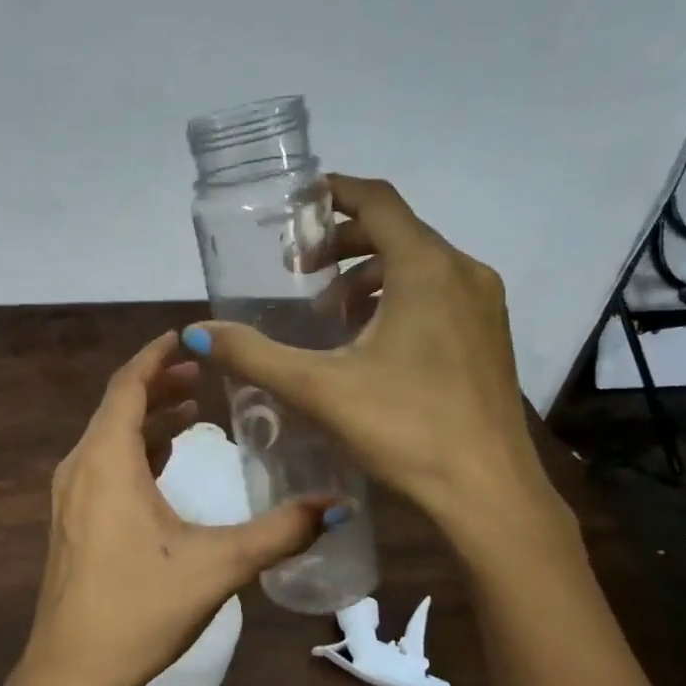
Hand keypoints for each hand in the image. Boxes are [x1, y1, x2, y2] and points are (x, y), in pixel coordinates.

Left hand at [22, 331, 332, 685]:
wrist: (73, 671)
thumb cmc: (140, 607)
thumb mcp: (218, 565)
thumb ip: (280, 533)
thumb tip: (339, 507)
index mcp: (106, 461)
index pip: (128, 385)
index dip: (156, 356)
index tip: (187, 335)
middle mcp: (80, 468)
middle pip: (118, 407)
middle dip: (159, 384)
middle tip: (203, 374)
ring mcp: (69, 497)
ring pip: (109, 438)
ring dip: (147, 419)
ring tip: (192, 412)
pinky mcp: (71, 523)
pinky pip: (103, 466)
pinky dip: (135, 451)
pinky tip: (164, 464)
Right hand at [184, 175, 571, 553]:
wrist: (489, 494)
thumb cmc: (405, 429)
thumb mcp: (318, 389)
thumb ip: (253, 355)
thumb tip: (196, 333)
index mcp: (426, 268)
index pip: (378, 201)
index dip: (335, 192)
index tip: (297, 204)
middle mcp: (463, 273)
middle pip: (397, 231)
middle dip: (344, 242)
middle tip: (299, 269)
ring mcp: (485, 305)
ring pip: (420, 264)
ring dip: (370, 274)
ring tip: (329, 311)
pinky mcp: (490, 336)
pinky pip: (439, 293)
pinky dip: (399, 298)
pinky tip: (370, 341)